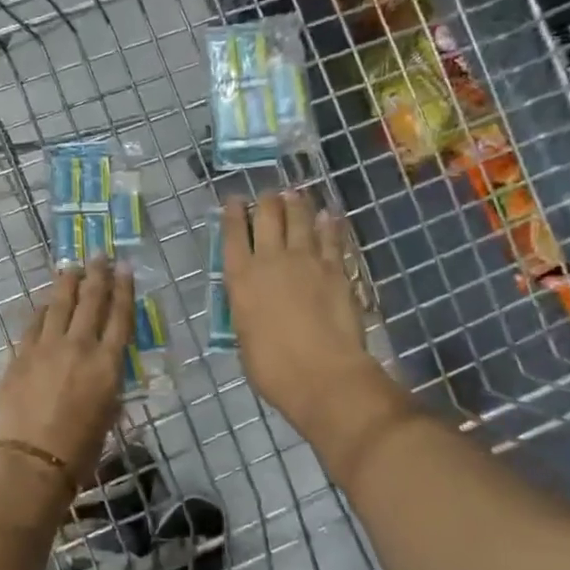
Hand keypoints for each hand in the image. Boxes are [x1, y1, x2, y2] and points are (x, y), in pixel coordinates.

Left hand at [0, 258, 132, 483]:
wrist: (29, 462)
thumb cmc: (78, 453)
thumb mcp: (107, 417)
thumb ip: (108, 387)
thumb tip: (104, 373)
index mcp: (108, 365)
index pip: (120, 317)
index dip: (124, 290)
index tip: (125, 269)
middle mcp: (80, 347)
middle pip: (91, 301)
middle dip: (97, 275)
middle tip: (100, 255)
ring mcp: (47, 348)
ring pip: (60, 304)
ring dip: (67, 283)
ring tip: (72, 267)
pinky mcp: (21, 355)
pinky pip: (35, 323)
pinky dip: (44, 309)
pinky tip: (47, 301)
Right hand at [222, 191, 389, 440]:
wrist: (323, 375)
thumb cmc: (273, 368)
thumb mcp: (245, 338)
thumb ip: (247, 310)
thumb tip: (252, 302)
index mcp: (241, 279)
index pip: (233, 236)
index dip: (233, 214)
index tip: (233, 200)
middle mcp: (271, 260)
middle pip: (268, 218)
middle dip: (266, 202)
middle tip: (268, 195)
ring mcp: (306, 261)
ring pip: (300, 220)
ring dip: (296, 204)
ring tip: (295, 194)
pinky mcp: (336, 269)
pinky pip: (331, 238)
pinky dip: (328, 224)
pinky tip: (328, 215)